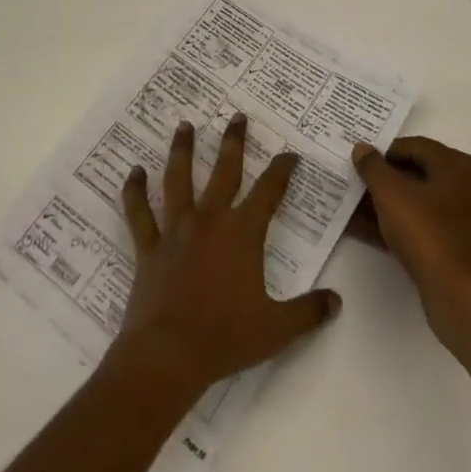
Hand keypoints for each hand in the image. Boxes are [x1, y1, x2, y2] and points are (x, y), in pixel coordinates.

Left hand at [112, 114, 341, 399]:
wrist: (169, 354)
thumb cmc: (225, 338)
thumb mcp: (277, 328)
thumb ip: (309, 312)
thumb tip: (337, 301)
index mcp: (243, 234)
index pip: (269, 192)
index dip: (281, 170)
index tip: (289, 153)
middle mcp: (210, 220)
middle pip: (224, 171)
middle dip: (233, 142)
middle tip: (236, 117)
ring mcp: (176, 230)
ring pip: (179, 180)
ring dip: (182, 150)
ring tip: (184, 125)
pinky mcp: (149, 246)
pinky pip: (139, 213)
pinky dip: (134, 191)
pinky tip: (133, 172)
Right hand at [350, 137, 470, 358]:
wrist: (461, 297)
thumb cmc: (428, 233)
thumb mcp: (391, 193)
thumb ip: (373, 167)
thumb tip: (362, 149)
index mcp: (459, 167)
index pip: (415, 147)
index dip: (383, 152)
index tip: (358, 162)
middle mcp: (468, 188)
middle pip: (416, 175)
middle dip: (381, 181)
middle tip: (353, 183)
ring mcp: (465, 221)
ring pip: (417, 204)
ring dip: (384, 205)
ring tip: (351, 208)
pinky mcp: (458, 249)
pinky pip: (422, 227)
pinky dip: (396, 226)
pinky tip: (364, 230)